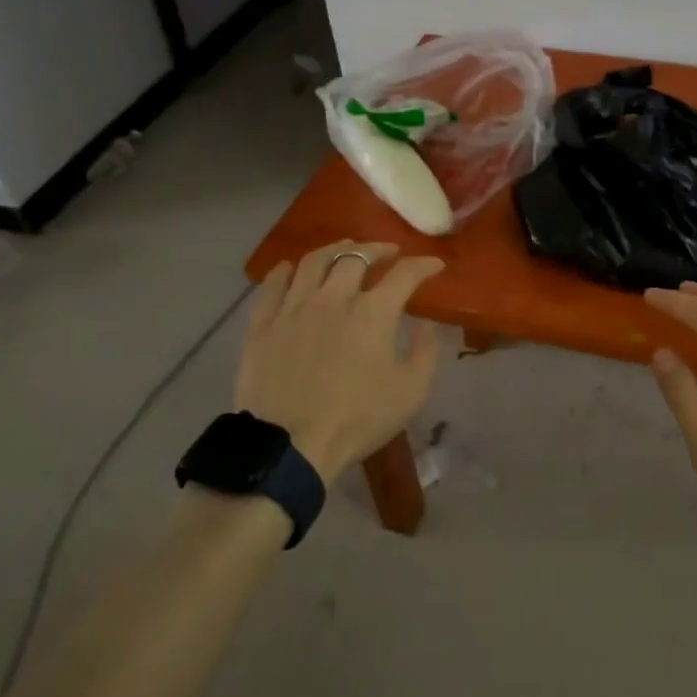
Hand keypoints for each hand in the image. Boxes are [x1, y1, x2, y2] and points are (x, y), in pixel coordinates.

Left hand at [236, 240, 444, 481]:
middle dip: (378, 249)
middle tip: (388, 253)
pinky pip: (272, 285)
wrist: (290, 447)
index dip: (423, 265)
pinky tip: (292, 269)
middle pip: (356, 257)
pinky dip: (286, 271)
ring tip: (345, 250)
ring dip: (335, 250)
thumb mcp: (411, 391)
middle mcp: (333, 298)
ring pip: (313, 262)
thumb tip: (425, 324)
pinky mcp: (262, 325)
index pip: (404, 275)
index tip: (434, 265)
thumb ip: (425, 352)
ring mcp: (293, 308)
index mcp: (373, 313)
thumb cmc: (357, 419)